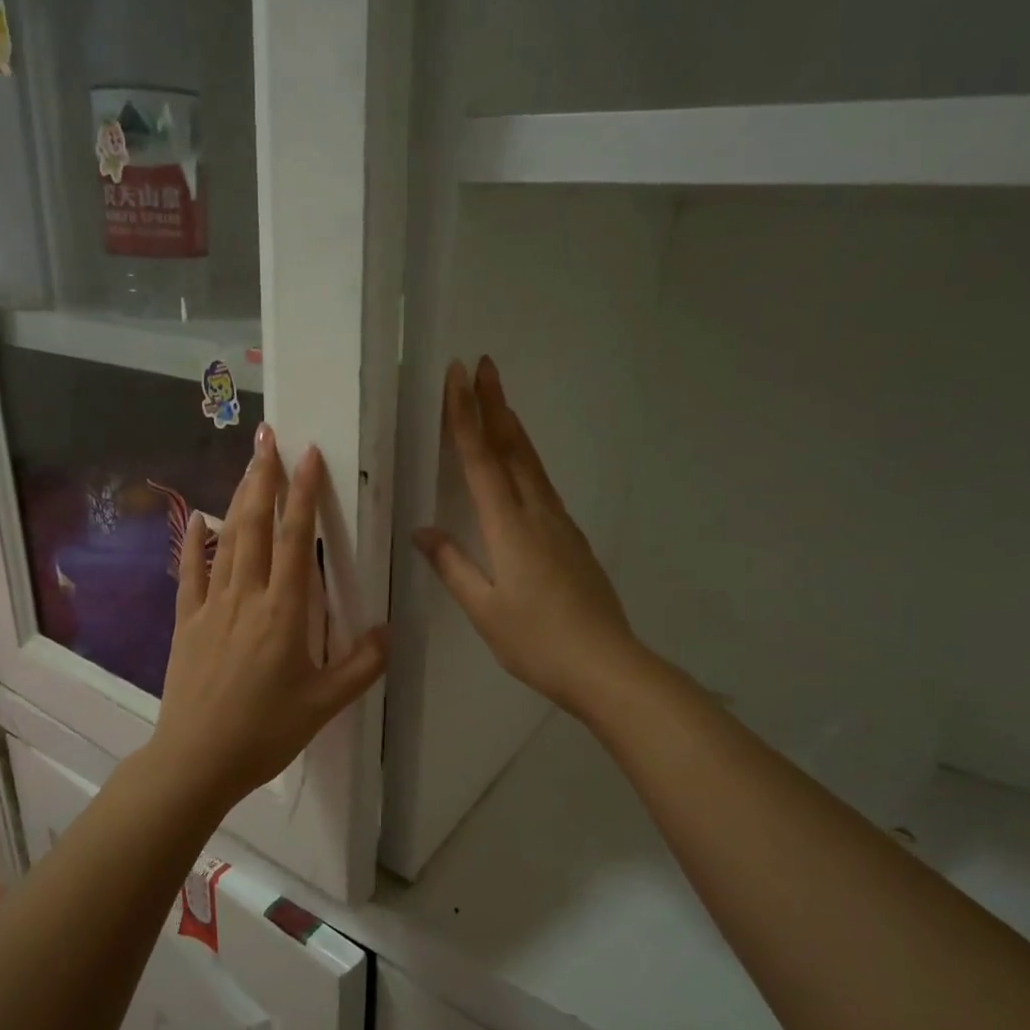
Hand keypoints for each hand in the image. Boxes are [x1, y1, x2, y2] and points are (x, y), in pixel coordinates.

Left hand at [149, 423, 388, 810]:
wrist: (197, 760)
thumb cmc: (265, 732)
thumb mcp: (324, 705)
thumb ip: (362, 666)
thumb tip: (388, 631)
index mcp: (284, 612)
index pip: (295, 539)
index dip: (303, 494)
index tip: (309, 456)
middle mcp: (247, 596)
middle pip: (255, 525)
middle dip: (264, 477)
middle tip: (269, 437)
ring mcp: (212, 606)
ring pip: (226, 539)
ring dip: (237, 498)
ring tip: (248, 464)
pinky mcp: (187, 622)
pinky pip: (190, 572)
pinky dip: (195, 542)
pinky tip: (199, 518)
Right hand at [415, 356, 642, 719]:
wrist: (605, 664)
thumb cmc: (536, 641)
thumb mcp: (484, 609)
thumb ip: (452, 565)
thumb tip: (423, 531)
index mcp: (510, 528)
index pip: (482, 460)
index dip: (466, 417)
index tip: (458, 377)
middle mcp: (537, 514)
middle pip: (512, 449)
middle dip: (494, 404)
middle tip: (483, 365)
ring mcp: (560, 524)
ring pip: (532, 464)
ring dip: (513, 427)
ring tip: (499, 401)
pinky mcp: (572, 538)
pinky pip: (543, 485)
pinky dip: (526, 460)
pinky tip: (522, 463)